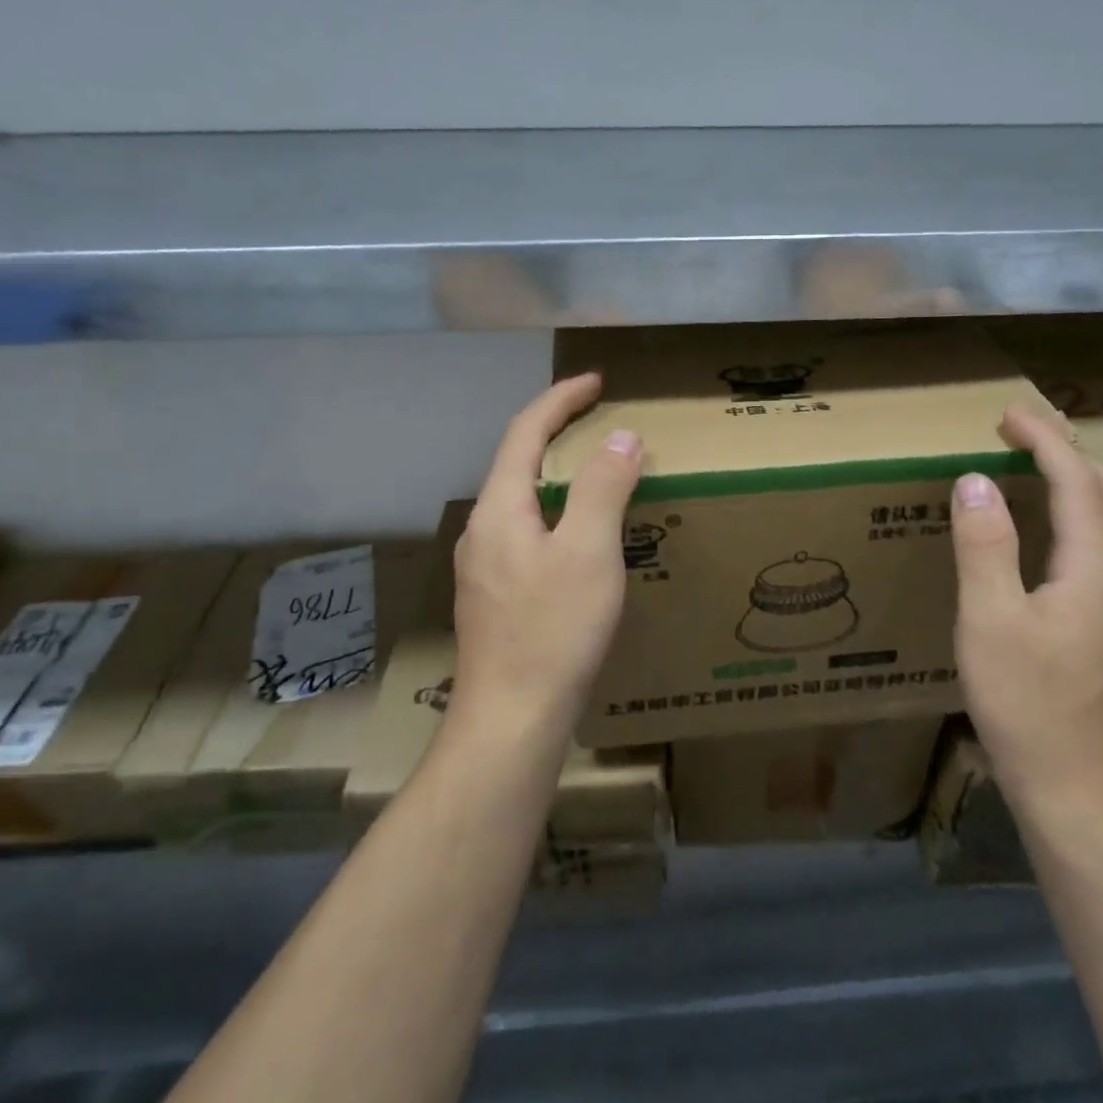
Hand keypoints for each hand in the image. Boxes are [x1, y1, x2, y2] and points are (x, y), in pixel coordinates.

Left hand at [452, 373, 642, 732]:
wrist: (511, 721)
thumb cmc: (553, 631)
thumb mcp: (589, 551)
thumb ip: (604, 487)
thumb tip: (621, 436)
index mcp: (500, 508)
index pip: (526, 432)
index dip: (560, 399)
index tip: (596, 381)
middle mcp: (482, 529)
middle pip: (517, 461)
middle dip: (557, 430)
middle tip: (599, 417)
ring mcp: (483, 565)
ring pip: (521, 499)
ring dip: (556, 472)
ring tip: (596, 469)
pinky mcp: (495, 594)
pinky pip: (525, 530)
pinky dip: (555, 510)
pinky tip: (579, 534)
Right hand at [949, 403, 1102, 814]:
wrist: (1074, 786)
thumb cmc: (1023, 702)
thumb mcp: (988, 620)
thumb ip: (984, 546)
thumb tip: (976, 479)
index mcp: (1093, 571)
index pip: (1075, 483)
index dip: (1045, 441)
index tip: (1010, 414)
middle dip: (1077, 452)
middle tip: (1043, 425)